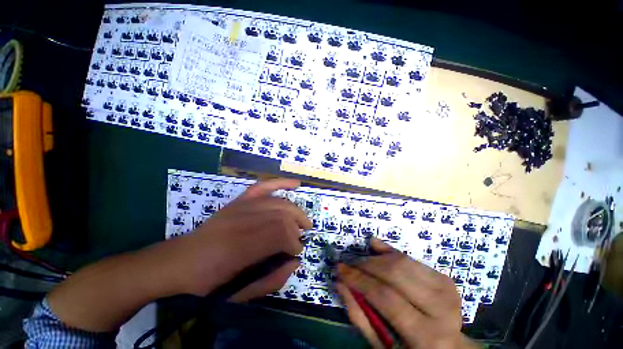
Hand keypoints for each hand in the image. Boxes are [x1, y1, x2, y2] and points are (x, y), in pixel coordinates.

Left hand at [160, 178, 311, 299]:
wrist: (180, 261)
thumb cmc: (208, 282)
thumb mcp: (239, 293)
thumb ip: (271, 280)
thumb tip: (295, 262)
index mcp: (240, 248)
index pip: (280, 234)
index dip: (294, 242)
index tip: (296, 252)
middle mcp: (242, 221)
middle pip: (281, 215)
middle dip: (297, 226)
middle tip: (300, 238)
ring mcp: (240, 206)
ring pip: (278, 202)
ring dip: (295, 210)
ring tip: (303, 221)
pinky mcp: (239, 200)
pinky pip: (263, 187)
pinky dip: (280, 183)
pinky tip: (295, 184)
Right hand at [336, 238, 477, 348]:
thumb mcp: (383, 346)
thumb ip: (360, 315)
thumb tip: (340, 283)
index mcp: (427, 337)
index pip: (386, 297)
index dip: (359, 279)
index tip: (340, 269)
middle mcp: (441, 309)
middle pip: (395, 273)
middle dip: (367, 264)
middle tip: (350, 263)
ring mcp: (446, 290)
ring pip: (402, 261)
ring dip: (376, 258)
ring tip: (362, 262)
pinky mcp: (445, 278)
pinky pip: (410, 259)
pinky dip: (390, 253)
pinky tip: (377, 251)